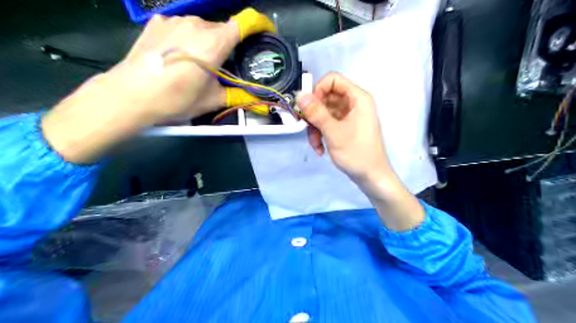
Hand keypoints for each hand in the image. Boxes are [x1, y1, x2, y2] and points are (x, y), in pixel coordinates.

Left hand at [40, 8, 273, 164]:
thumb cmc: (176, 99)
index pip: (245, 22)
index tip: (265, 32)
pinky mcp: (158, 22)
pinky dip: (187, 39)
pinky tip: (178, 56)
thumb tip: (258, 100)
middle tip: (222, 67)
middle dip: (228, 45)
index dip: (260, 24)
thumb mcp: (211, 100)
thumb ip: (238, 95)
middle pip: (223, 29)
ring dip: (207, 43)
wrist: (130, 96)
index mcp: (214, 42)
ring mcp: (174, 20)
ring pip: (202, 28)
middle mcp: (196, 24)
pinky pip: (182, 27)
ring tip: (197, 64)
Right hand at [294, 72, 388, 181]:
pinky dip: (321, 134)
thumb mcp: (334, 132)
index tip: (308, 107)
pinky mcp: (345, 127)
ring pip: (324, 112)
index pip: (333, 80)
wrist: (371, 177)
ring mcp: (349, 116)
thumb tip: (300, 94)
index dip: (318, 90)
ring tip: (316, 144)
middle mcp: (354, 103)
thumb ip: (316, 112)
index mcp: (357, 98)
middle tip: (306, 127)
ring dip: (315, 128)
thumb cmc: (356, 153)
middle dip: (314, 114)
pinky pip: (328, 124)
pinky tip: (320, 149)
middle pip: (326, 97)